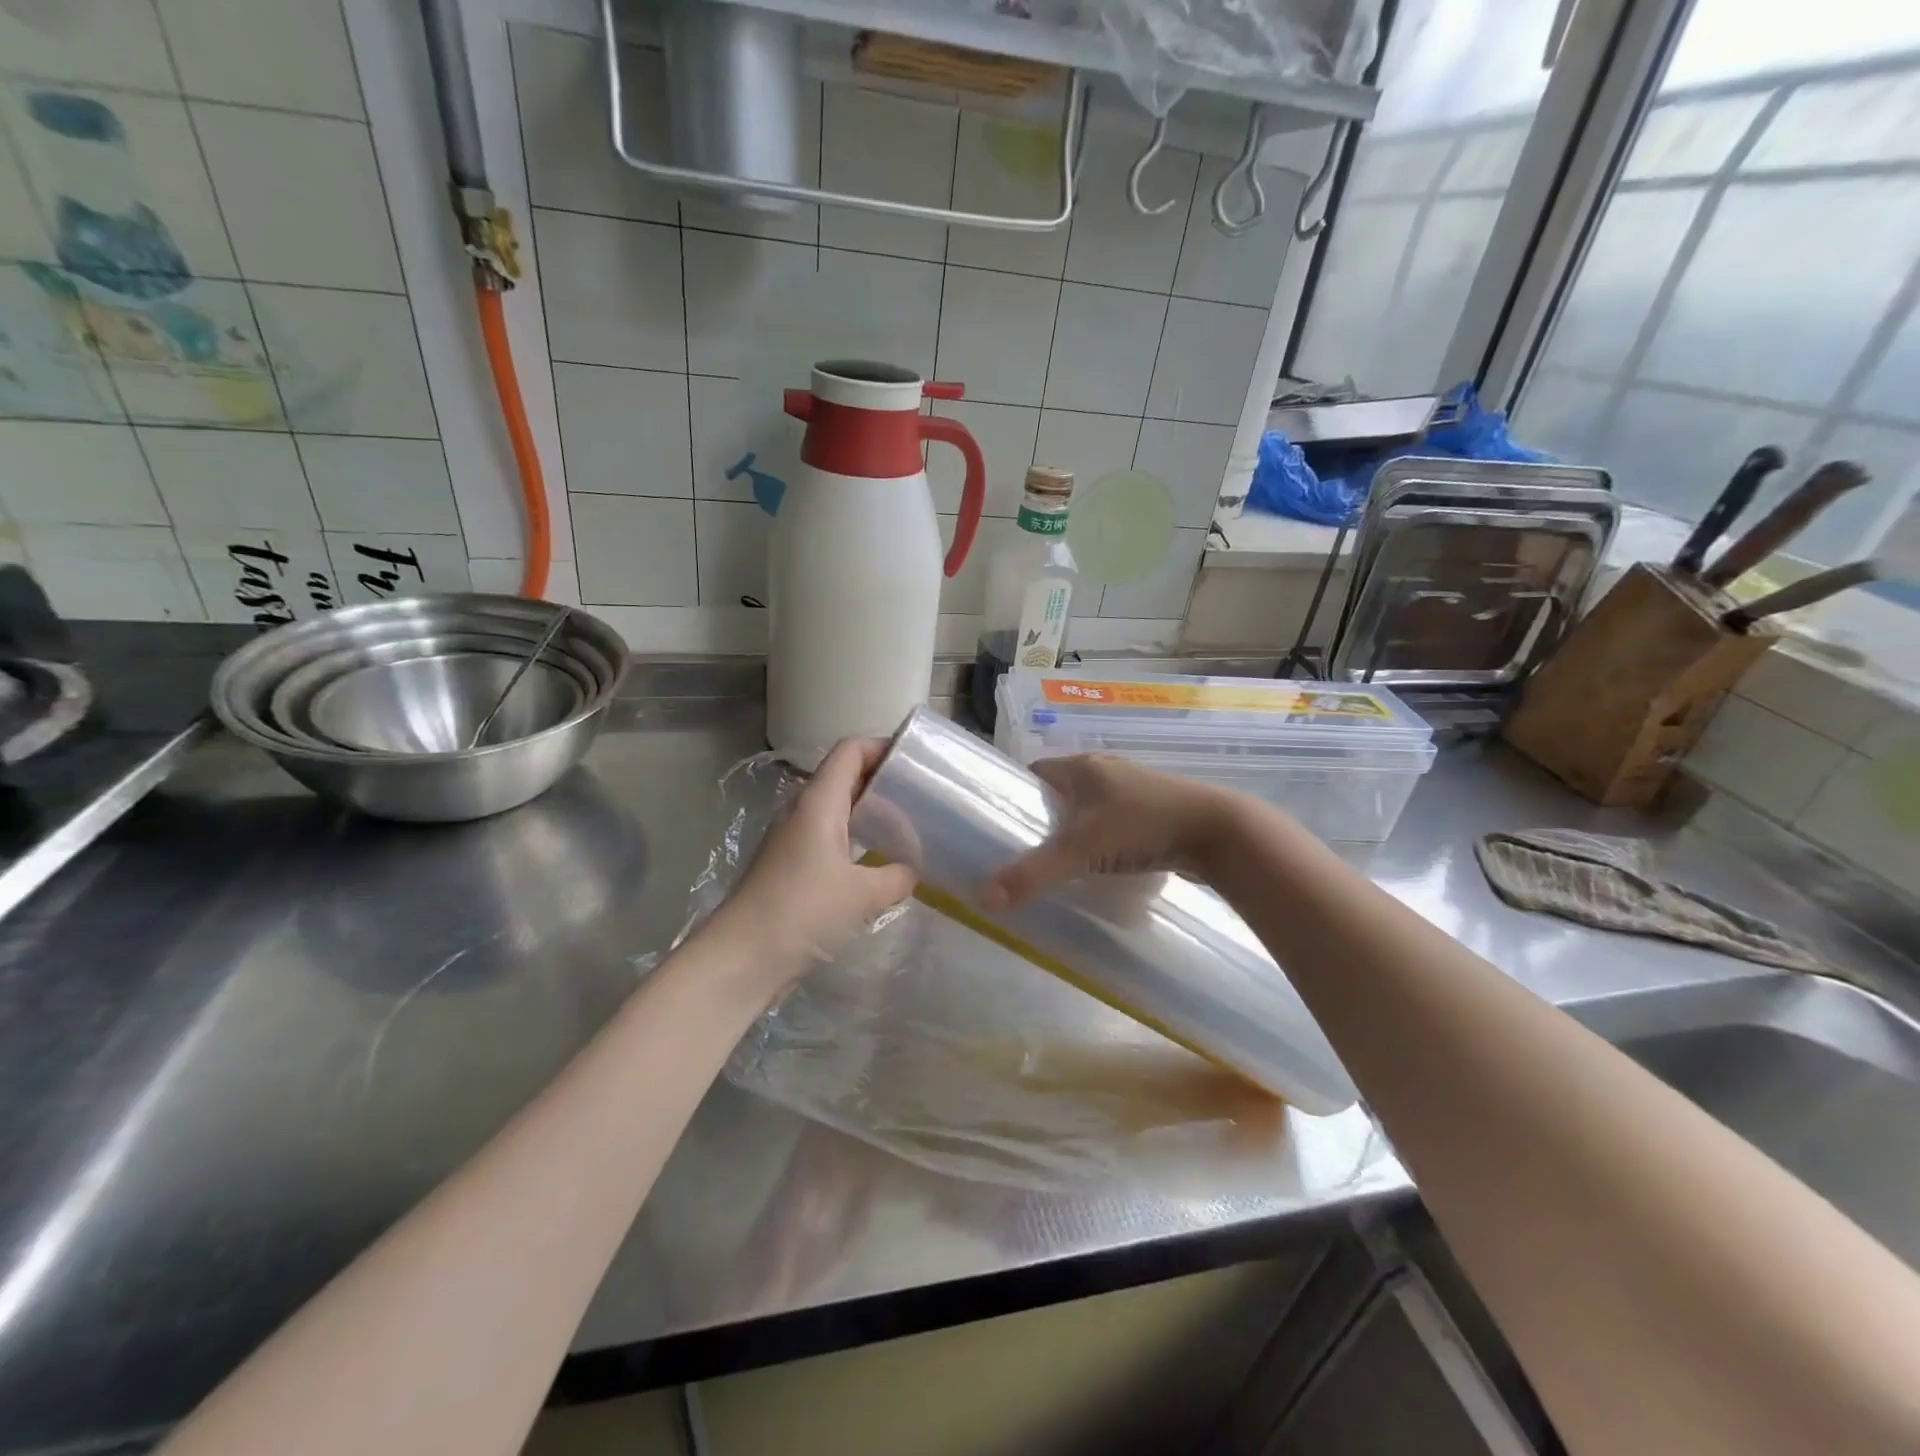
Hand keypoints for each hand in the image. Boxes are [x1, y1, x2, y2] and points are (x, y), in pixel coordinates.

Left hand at [713, 738, 916, 1002]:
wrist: (741, 957)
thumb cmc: (803, 912)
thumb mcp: (864, 895)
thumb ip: (898, 876)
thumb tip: (912, 870)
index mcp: (819, 801)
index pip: (851, 750)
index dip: (883, 747)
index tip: (917, 762)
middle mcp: (802, 809)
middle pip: (844, 775)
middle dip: (883, 779)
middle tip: (921, 795)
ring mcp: (792, 836)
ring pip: (836, 807)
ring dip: (869, 810)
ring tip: (906, 826)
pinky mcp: (788, 863)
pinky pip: (828, 835)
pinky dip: (854, 837)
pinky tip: (876, 861)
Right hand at [981, 754, 1236, 910]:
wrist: (1217, 831)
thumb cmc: (1141, 826)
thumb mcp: (1079, 850)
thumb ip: (1032, 873)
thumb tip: (984, 899)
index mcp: (1083, 766)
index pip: (1035, 772)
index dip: (1017, 795)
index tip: (1003, 826)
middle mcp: (1107, 770)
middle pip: (1063, 791)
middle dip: (1046, 818)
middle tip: (1029, 851)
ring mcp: (1135, 788)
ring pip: (1092, 807)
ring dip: (1077, 829)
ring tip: (1062, 862)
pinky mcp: (1157, 809)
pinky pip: (1117, 821)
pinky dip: (1105, 838)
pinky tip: (1102, 863)